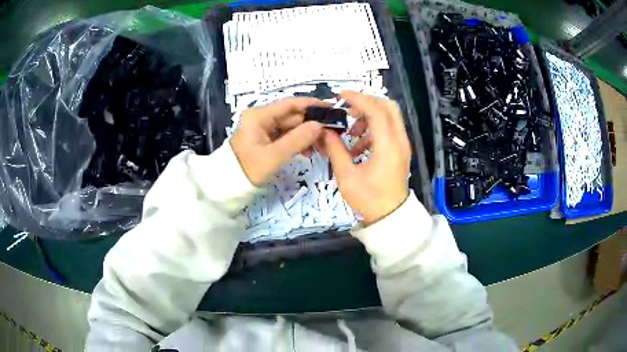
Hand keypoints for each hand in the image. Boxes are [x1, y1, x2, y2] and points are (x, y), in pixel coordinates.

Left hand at [231, 98, 323, 185]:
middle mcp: (262, 118)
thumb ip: (298, 139)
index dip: (312, 105)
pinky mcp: (266, 139)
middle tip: (331, 135)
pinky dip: (298, 143)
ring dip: (307, 136)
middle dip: (312, 125)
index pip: (290, 104)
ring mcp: (264, 129)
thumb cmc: (248, 170)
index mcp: (260, 116)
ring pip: (292, 127)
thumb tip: (320, 125)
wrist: (229, 187)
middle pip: (293, 116)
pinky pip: (287, 137)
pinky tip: (309, 152)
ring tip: (322, 148)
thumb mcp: (274, 156)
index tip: (331, 109)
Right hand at [320, 91, 410, 225]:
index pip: (375, 110)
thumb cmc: (369, 199)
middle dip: (367, 103)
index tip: (340, 96)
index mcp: (388, 145)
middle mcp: (399, 140)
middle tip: (348, 110)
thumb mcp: (346, 176)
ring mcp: (402, 145)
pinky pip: (389, 130)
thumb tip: (325, 131)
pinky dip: (374, 130)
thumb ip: (335, 149)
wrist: (390, 217)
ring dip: (369, 117)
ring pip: (389, 117)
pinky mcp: (400, 151)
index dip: (357, 99)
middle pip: (388, 107)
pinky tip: (358, 146)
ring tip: (352, 133)